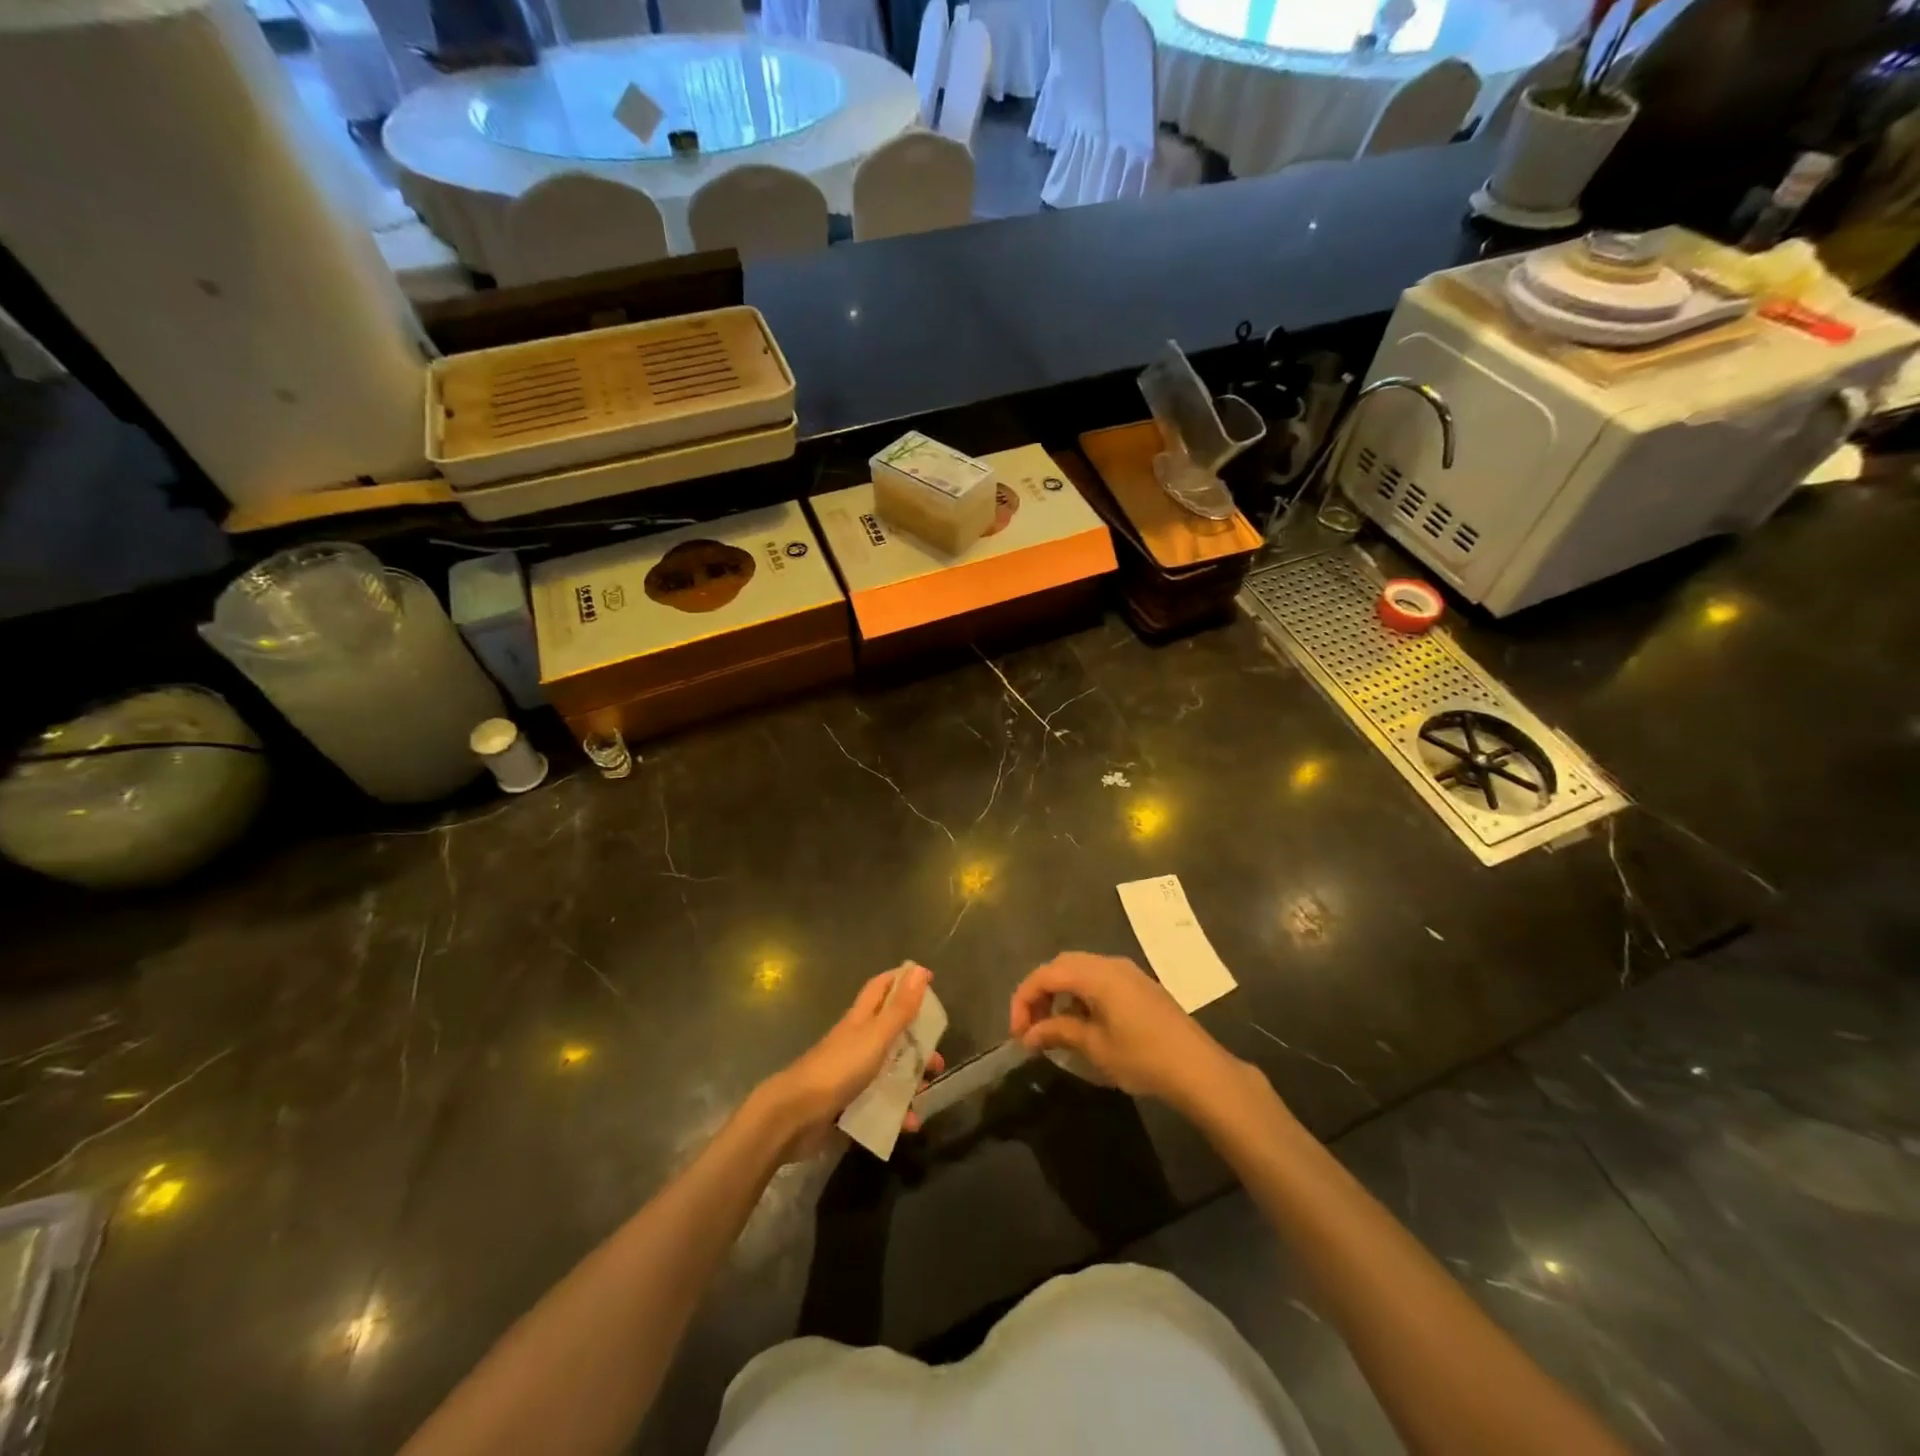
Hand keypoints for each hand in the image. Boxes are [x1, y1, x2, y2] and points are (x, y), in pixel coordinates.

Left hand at [761, 964, 944, 1161]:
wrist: (794, 1116)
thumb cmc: (838, 1068)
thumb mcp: (875, 1037)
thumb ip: (900, 1008)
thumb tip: (920, 970)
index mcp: (860, 1020)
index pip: (881, 988)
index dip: (902, 980)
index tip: (929, 980)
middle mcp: (856, 1043)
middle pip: (891, 1033)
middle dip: (916, 1041)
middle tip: (937, 1055)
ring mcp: (851, 1075)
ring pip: (888, 1070)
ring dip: (910, 1080)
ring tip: (927, 1091)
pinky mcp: (848, 1105)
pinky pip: (879, 1104)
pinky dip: (896, 1112)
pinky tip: (910, 1124)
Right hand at [1009, 952, 1242, 1112]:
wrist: (1198, 1068)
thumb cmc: (1143, 1057)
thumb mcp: (1095, 1047)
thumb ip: (1058, 1032)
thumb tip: (1029, 1034)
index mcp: (1096, 974)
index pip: (1045, 975)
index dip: (1024, 1000)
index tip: (1017, 1033)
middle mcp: (1109, 963)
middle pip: (1061, 966)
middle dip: (1039, 993)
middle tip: (1030, 1027)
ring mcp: (1127, 972)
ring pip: (1079, 970)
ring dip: (1060, 993)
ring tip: (1052, 1028)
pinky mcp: (1138, 985)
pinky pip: (1098, 978)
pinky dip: (1080, 994)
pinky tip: (1082, 1023)